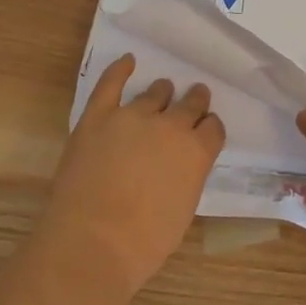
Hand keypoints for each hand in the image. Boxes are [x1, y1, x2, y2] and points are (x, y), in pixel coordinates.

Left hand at [40, 54, 225, 296]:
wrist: (93, 243)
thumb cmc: (144, 242)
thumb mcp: (183, 209)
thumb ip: (188, 176)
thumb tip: (182, 165)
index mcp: (196, 152)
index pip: (213, 128)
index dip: (210, 128)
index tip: (206, 130)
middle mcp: (170, 126)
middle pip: (190, 103)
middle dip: (195, 101)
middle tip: (195, 97)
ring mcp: (132, 117)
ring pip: (155, 93)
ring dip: (162, 92)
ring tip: (162, 91)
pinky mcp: (98, 117)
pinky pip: (110, 84)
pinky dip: (120, 69)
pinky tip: (127, 61)